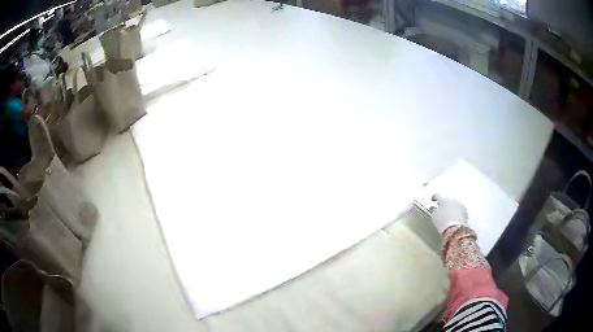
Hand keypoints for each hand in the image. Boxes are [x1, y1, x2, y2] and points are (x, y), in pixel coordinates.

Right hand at [430, 194, 468, 233]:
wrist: (455, 231)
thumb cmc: (444, 224)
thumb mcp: (434, 217)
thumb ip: (434, 210)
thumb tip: (434, 209)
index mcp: (445, 199)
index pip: (438, 195)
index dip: (434, 197)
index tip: (433, 200)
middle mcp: (454, 200)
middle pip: (448, 199)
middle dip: (444, 203)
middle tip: (441, 209)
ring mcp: (460, 205)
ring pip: (454, 204)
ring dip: (451, 207)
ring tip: (447, 215)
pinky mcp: (465, 212)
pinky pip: (459, 209)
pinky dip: (456, 212)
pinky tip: (453, 218)